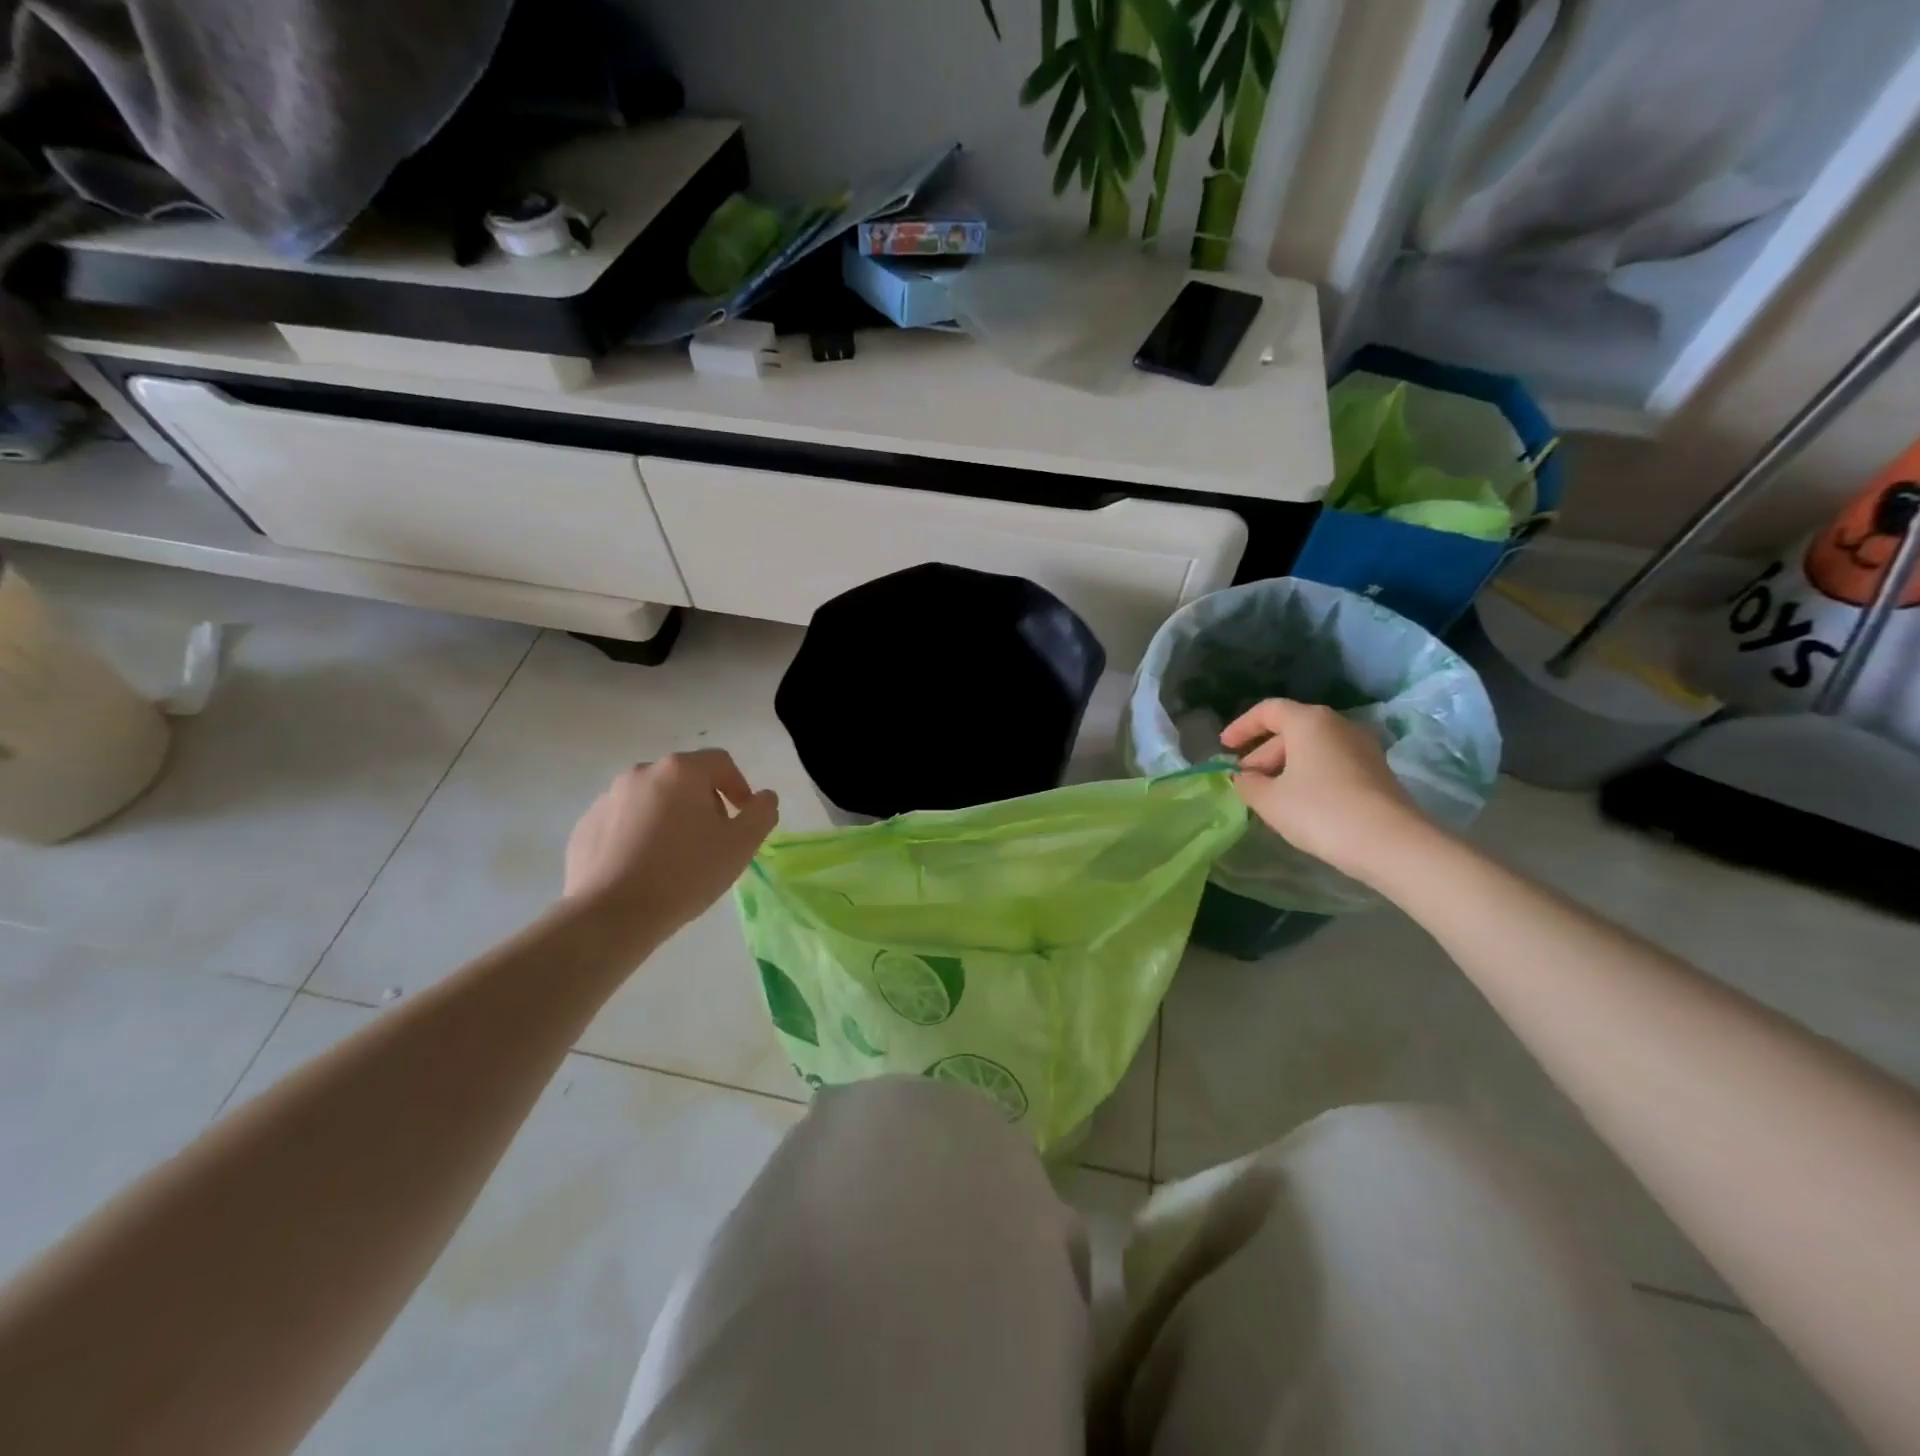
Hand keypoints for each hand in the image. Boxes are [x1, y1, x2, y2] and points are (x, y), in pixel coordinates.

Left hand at [564, 750, 777, 941]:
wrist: (611, 915)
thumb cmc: (685, 873)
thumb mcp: (741, 845)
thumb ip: (761, 813)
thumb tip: (765, 797)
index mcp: (680, 771)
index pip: (720, 762)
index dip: (739, 786)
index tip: (743, 818)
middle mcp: (641, 773)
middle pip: (684, 779)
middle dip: (704, 803)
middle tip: (713, 840)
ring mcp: (607, 799)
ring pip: (652, 800)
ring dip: (670, 819)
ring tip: (677, 858)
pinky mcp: (585, 827)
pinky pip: (623, 822)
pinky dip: (639, 836)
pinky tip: (645, 868)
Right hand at [1221, 699, 1424, 879]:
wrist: (1391, 843)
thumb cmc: (1319, 811)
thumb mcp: (1270, 800)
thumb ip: (1248, 784)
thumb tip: (1243, 778)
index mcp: (1309, 721)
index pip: (1268, 710)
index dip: (1242, 727)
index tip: (1224, 747)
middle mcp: (1338, 725)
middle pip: (1291, 730)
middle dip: (1262, 753)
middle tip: (1244, 780)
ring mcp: (1362, 747)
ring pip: (1312, 748)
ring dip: (1285, 766)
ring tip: (1268, 795)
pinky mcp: (1376, 771)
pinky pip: (1331, 763)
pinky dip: (1308, 775)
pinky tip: (1299, 803)